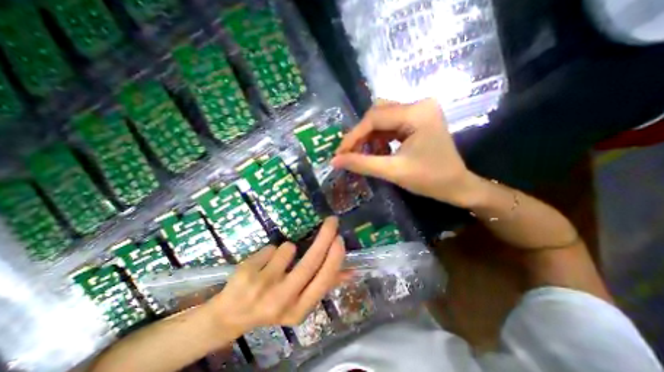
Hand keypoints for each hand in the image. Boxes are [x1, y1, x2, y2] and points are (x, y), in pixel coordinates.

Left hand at [204, 218, 347, 342]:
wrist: (231, 315)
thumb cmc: (273, 304)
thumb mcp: (300, 302)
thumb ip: (325, 285)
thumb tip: (351, 272)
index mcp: (299, 310)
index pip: (323, 280)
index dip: (334, 258)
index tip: (340, 239)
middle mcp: (282, 299)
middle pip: (310, 261)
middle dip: (325, 237)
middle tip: (332, 221)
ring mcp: (262, 286)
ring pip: (288, 248)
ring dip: (287, 249)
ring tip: (276, 263)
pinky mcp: (247, 272)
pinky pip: (271, 247)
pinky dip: (270, 251)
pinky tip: (261, 265)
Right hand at [331, 99, 482, 207]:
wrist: (457, 186)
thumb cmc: (430, 180)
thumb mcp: (393, 171)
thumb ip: (362, 164)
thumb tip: (335, 161)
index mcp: (417, 113)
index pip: (375, 118)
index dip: (353, 136)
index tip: (340, 153)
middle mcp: (419, 105)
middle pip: (377, 113)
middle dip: (361, 134)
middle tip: (349, 153)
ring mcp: (419, 111)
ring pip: (382, 117)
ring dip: (369, 136)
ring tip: (363, 154)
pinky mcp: (418, 119)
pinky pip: (390, 124)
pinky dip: (379, 137)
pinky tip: (377, 150)